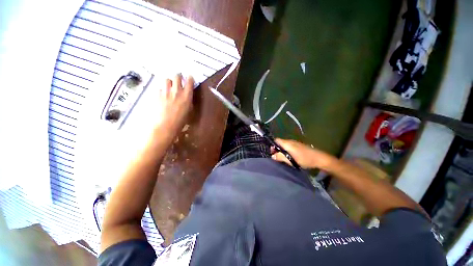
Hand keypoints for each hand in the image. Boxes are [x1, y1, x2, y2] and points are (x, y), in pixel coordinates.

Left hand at [154, 74, 193, 139]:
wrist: (166, 125)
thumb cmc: (181, 121)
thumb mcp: (189, 111)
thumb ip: (188, 101)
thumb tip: (187, 97)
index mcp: (187, 95)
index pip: (189, 81)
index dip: (190, 78)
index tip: (189, 78)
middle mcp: (177, 90)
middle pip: (177, 76)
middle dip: (178, 76)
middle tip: (178, 80)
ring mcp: (166, 91)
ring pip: (167, 79)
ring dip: (169, 82)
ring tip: (170, 86)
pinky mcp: (157, 94)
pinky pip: (160, 87)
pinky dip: (162, 89)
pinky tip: (163, 95)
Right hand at [271, 139, 336, 169]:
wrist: (319, 159)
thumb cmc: (304, 159)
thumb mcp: (291, 160)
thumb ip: (280, 157)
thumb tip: (272, 156)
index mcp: (287, 143)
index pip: (276, 140)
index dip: (271, 145)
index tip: (270, 152)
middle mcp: (290, 141)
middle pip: (279, 143)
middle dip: (275, 149)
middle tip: (274, 157)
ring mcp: (294, 144)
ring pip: (284, 146)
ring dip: (281, 151)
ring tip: (280, 158)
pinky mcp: (298, 147)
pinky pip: (288, 148)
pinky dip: (285, 151)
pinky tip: (287, 157)